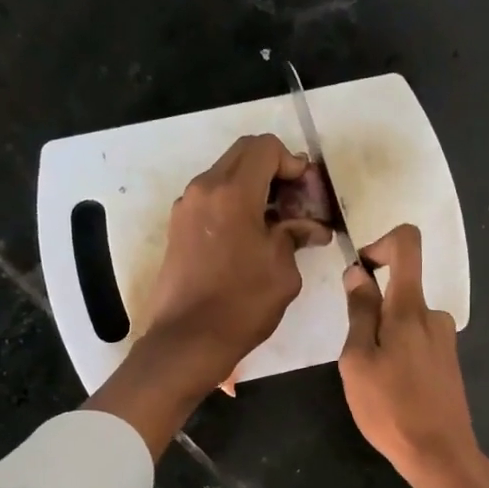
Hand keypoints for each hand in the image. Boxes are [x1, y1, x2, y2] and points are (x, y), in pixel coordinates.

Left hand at [143, 133, 330, 389]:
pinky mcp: (177, 228)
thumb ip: (295, 237)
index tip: (306, 192)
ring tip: (275, 222)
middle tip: (294, 202)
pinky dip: (234, 204)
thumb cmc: (242, 304)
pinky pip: (211, 199)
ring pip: (224, 175)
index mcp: (232, 192)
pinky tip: (250, 236)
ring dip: (252, 187)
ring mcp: (186, 207)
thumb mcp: (283, 271)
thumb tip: (311, 228)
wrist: (188, 339)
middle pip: (243, 154)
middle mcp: (204, 189)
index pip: (265, 148)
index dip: (292, 163)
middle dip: (273, 169)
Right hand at [339, 223, 488, 487]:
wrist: (440, 454)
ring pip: (405, 322)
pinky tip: (392, 391)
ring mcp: (445, 340)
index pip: (407, 244)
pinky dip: (398, 355)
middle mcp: (434, 315)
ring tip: (374, 382)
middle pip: (400, 291)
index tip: (360, 270)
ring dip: (383, 340)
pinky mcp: (448, 362)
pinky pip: (416, 343)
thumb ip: (359, 312)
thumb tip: (358, 273)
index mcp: (411, 308)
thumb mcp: (358, 360)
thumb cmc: (390, 408)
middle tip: (357, 358)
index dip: (380, 243)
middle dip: (372, 312)